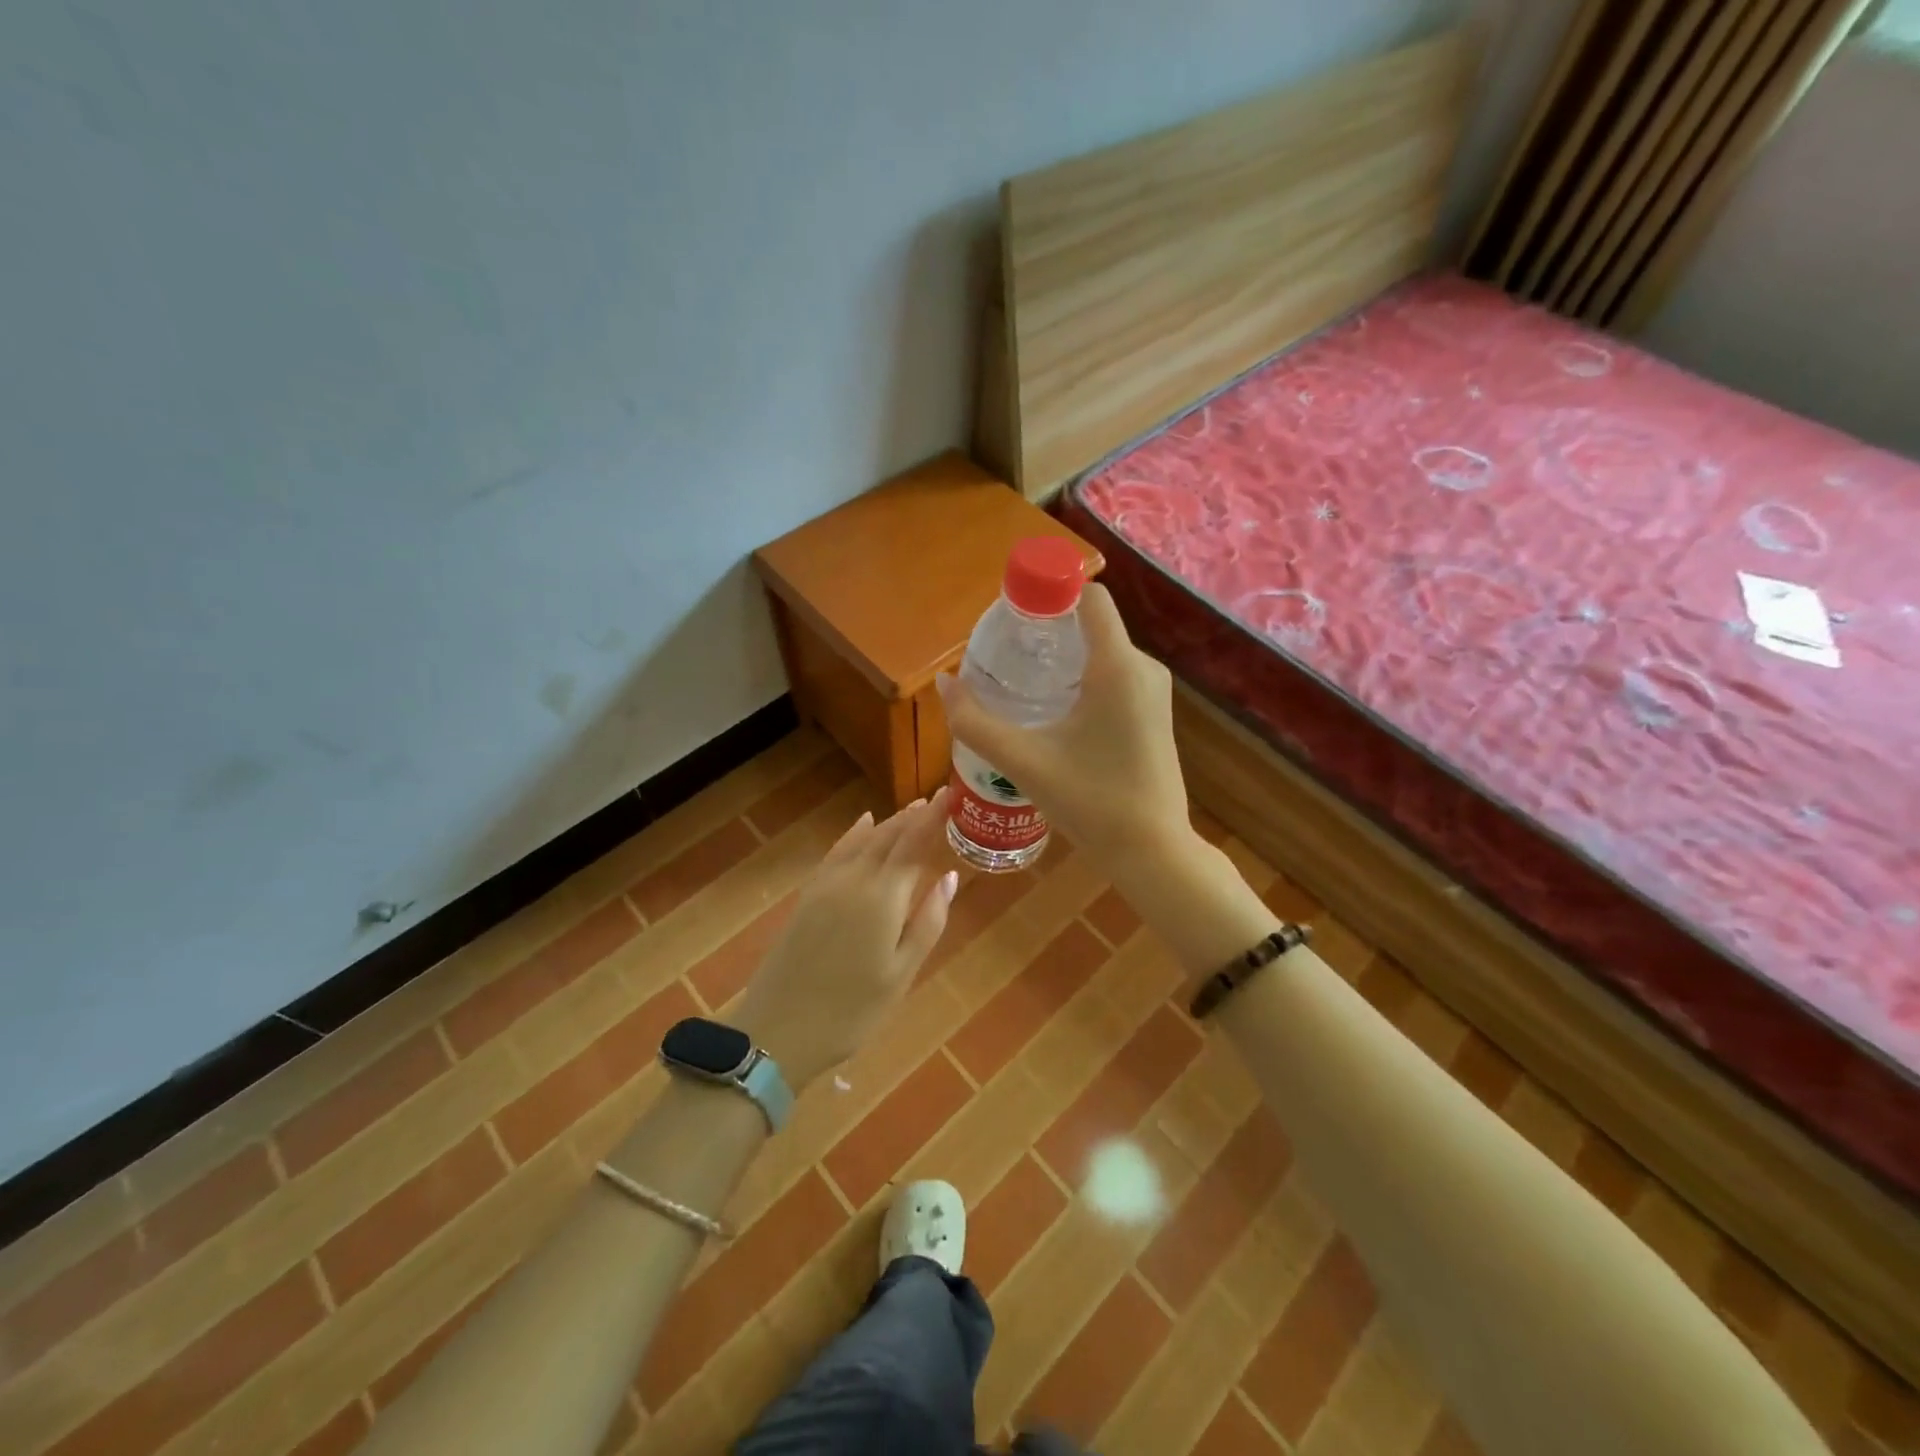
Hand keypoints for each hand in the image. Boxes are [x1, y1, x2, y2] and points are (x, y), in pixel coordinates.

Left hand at [733, 790, 958, 1094]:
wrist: (777, 1031)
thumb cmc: (851, 1011)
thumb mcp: (901, 974)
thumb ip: (928, 922)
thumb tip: (949, 877)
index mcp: (882, 898)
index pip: (913, 843)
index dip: (934, 817)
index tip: (951, 793)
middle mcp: (854, 879)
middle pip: (888, 836)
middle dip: (914, 815)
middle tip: (938, 798)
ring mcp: (826, 885)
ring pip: (863, 841)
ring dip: (889, 822)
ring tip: (913, 809)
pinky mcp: (808, 896)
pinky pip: (838, 851)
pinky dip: (855, 833)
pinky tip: (863, 824)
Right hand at [936, 583, 1194, 889]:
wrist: (1153, 852)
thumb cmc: (1091, 802)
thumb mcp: (1024, 762)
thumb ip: (976, 722)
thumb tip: (944, 684)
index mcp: (1117, 667)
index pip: (1090, 597)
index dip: (1050, 592)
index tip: (1012, 614)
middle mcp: (1143, 668)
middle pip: (1091, 624)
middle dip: (1048, 630)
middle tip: (1006, 655)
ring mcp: (1153, 692)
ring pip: (1103, 652)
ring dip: (1063, 658)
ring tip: (1022, 684)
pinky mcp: (1154, 714)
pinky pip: (1115, 676)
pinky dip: (1082, 679)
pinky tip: (1054, 712)